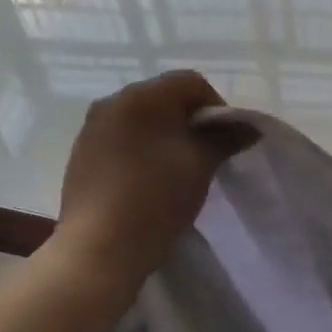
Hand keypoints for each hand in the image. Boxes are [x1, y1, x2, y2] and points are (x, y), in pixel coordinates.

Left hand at [57, 71, 254, 288]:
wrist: (99, 249)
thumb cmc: (156, 198)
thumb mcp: (201, 165)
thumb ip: (226, 138)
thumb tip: (250, 126)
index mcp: (141, 96)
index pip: (190, 83)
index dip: (217, 107)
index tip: (226, 141)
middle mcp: (111, 103)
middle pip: (163, 99)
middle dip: (190, 122)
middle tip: (206, 156)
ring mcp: (91, 130)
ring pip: (141, 121)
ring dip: (165, 137)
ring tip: (177, 172)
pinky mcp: (82, 157)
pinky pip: (122, 141)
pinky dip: (142, 152)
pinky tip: (148, 183)